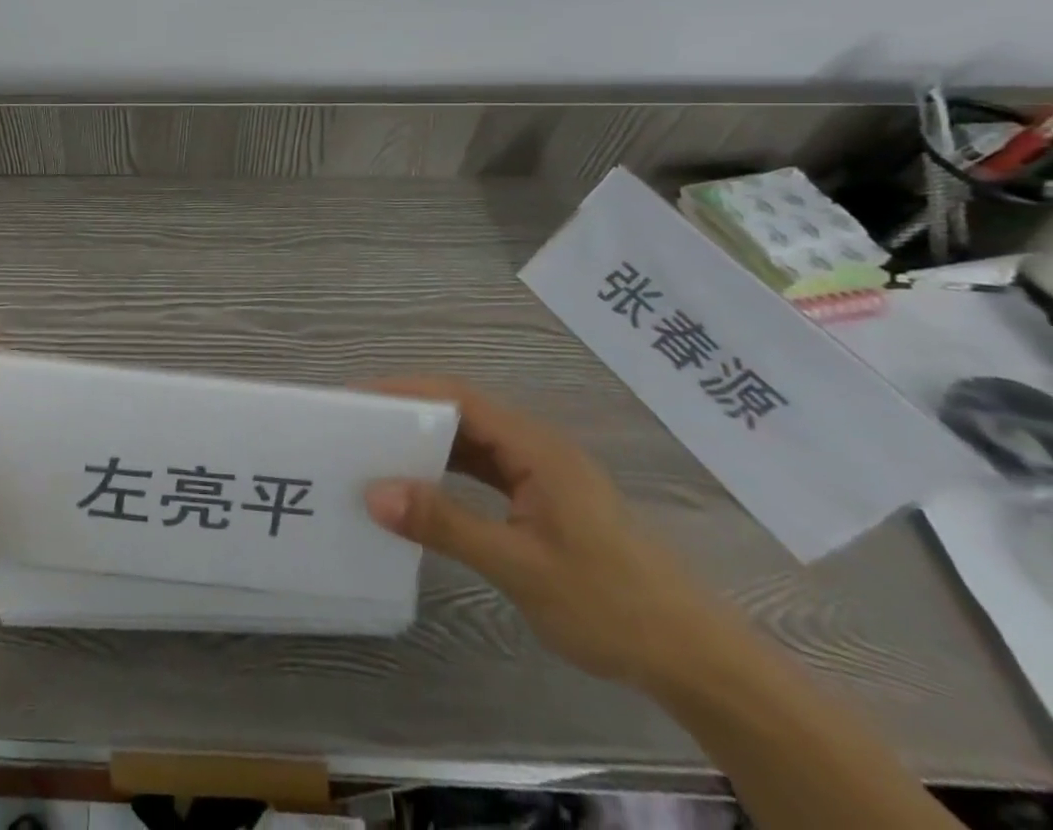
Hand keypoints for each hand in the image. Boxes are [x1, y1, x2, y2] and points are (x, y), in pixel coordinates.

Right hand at [362, 376, 724, 688]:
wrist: (695, 660)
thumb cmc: (609, 604)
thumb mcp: (519, 566)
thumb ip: (446, 524)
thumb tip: (375, 493)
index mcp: (536, 447)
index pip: (459, 397)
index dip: (405, 391)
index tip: (358, 398)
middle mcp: (538, 447)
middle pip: (463, 411)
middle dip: (408, 411)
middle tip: (357, 424)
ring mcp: (543, 472)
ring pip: (473, 439)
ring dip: (427, 440)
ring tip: (377, 450)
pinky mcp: (545, 497)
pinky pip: (485, 467)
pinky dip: (449, 467)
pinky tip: (423, 485)